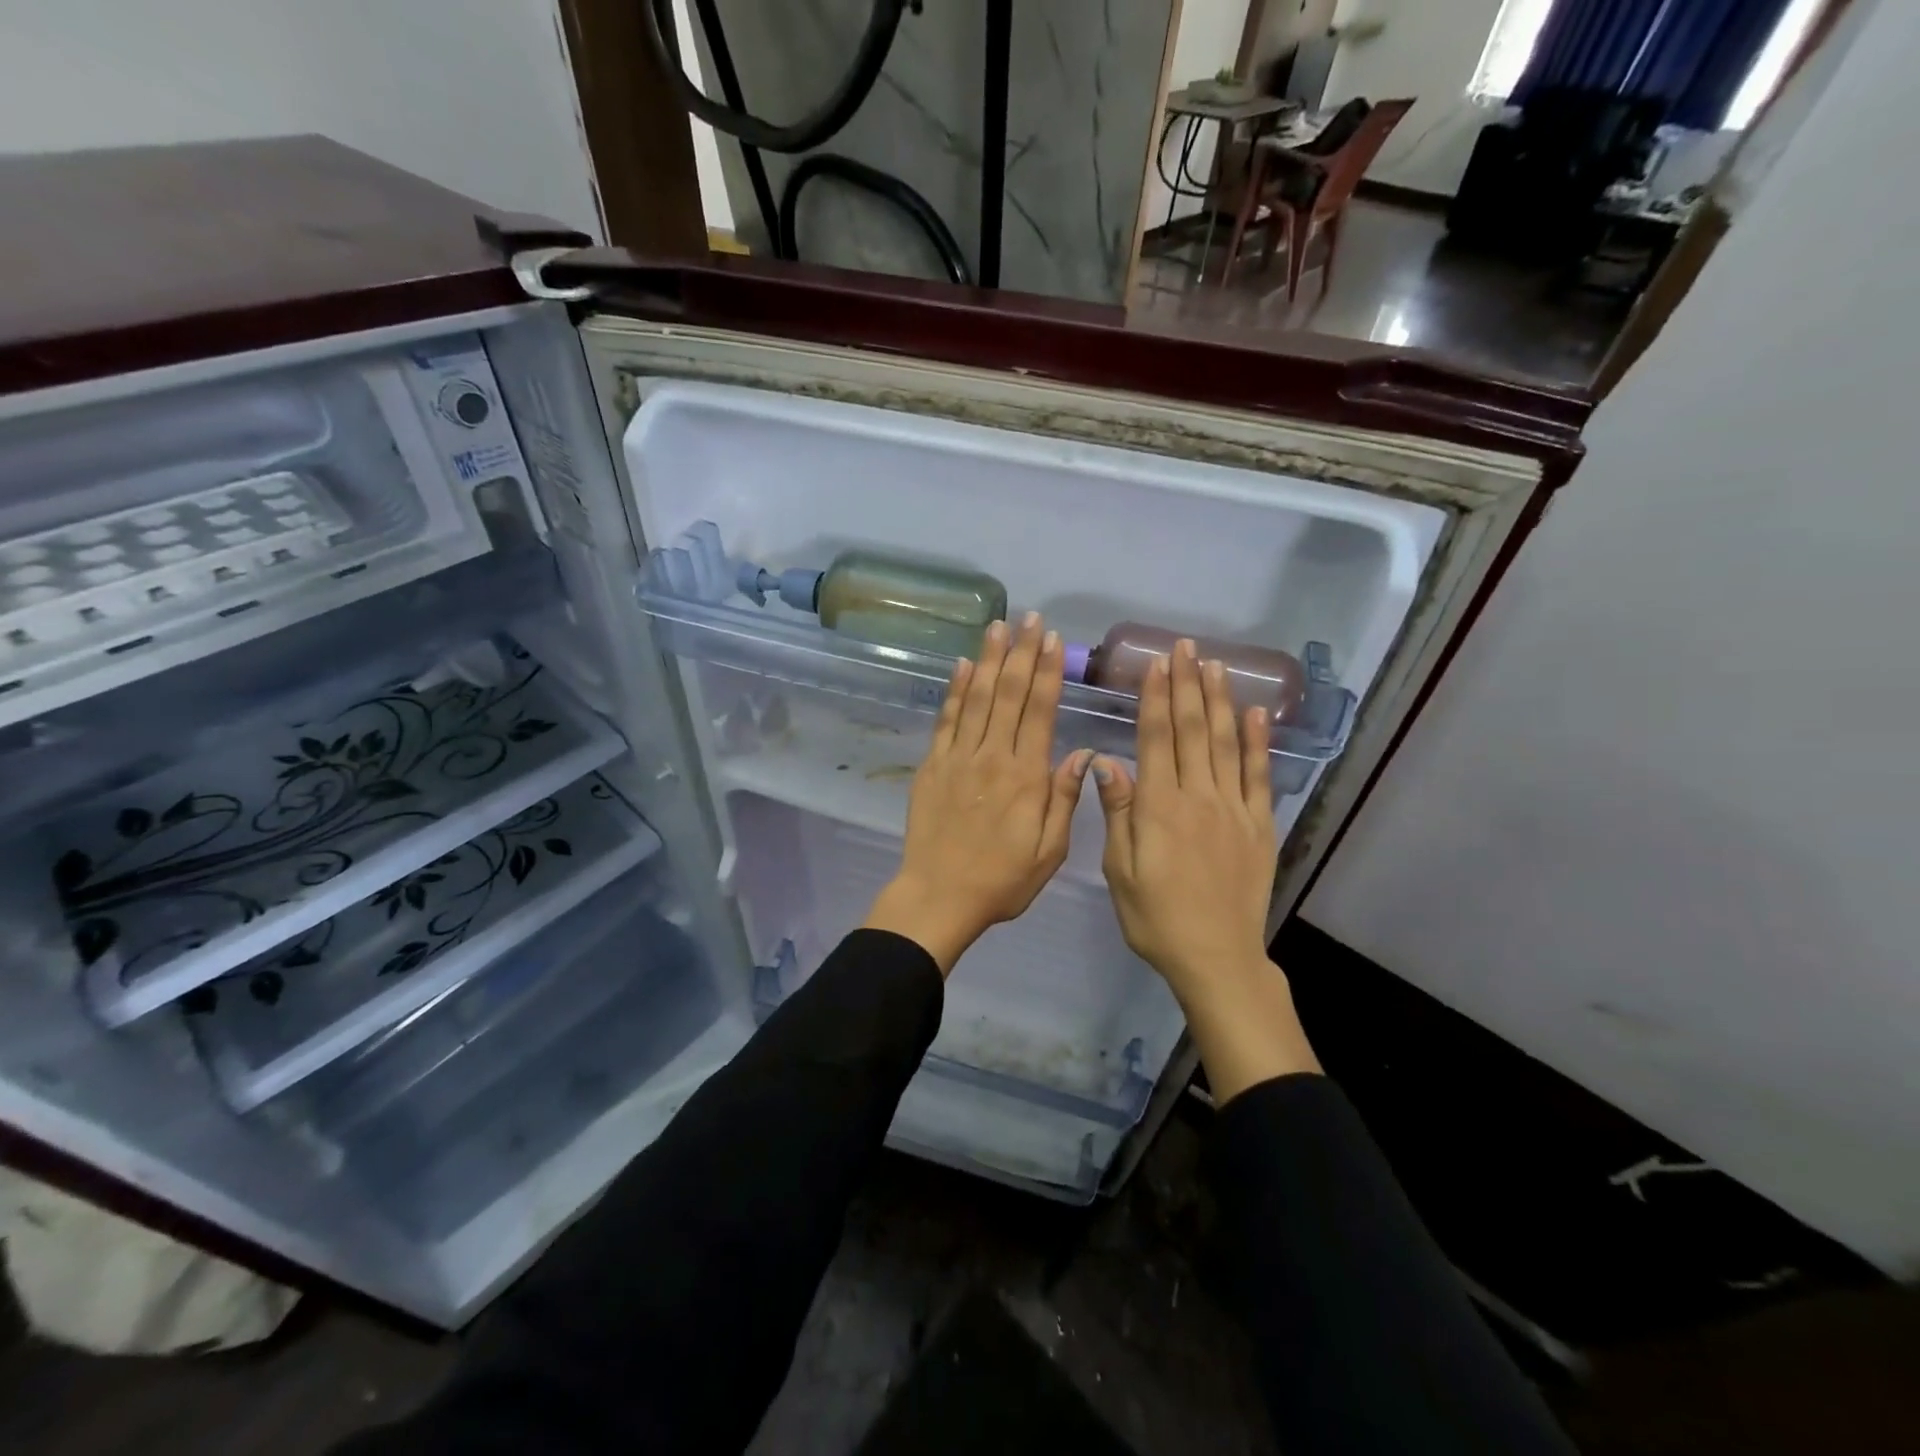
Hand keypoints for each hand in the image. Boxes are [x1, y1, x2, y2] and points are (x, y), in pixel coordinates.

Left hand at [864, 612, 1092, 974]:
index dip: (1048, 672)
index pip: (1041, 711)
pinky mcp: (933, 765)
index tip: (1053, 640)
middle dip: (1022, 653)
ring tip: (998, 626)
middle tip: (1030, 618)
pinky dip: (955, 690)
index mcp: (1026, 776)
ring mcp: (958, 758)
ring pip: (978, 698)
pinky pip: (946, 720)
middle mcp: (993, 756)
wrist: (939, 895)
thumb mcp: (1049, 851)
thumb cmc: (1001, 879)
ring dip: (990, 659)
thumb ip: (1065, 799)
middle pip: (1010, 694)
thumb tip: (1083, 753)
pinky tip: (963, 665)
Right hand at [1092, 638, 1319, 1099]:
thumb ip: (1118, 814)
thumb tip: (1106, 763)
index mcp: (1159, 807)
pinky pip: (1258, 775)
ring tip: (1214, 665)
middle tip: (1184, 648)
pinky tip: (1255, 714)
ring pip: (1226, 743)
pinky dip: (1258, 742)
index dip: (1156, 698)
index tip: (1156, 664)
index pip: (1157, 739)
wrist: (1216, 957)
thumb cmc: (1155, 917)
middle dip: (1186, 686)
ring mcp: (1233, 808)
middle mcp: (1198, 797)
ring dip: (1219, 701)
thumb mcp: (1120, 871)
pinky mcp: (1258, 825)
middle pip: (1192, 730)